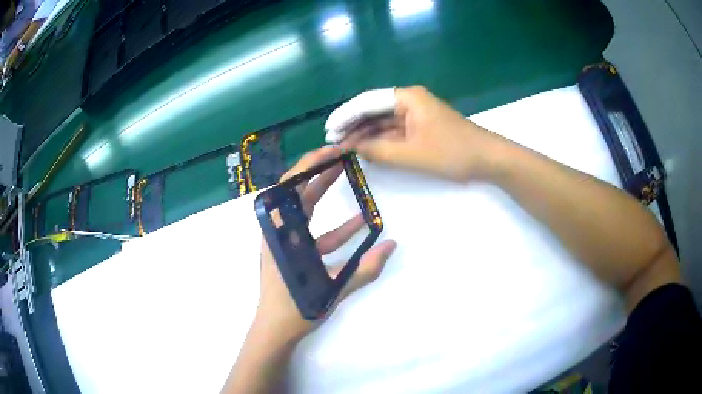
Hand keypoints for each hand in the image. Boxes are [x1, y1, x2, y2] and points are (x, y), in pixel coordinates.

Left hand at [251, 146, 396, 343]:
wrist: (275, 330)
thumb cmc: (297, 307)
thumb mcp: (333, 287)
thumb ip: (365, 268)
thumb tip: (392, 246)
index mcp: (282, 232)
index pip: (292, 187)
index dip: (311, 165)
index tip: (333, 152)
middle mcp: (280, 230)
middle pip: (296, 191)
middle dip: (318, 170)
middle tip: (342, 155)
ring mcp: (285, 240)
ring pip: (304, 208)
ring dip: (323, 192)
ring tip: (346, 175)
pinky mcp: (292, 251)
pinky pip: (313, 232)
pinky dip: (333, 226)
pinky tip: (358, 224)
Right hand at [343, 86, 500, 181]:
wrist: (487, 159)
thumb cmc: (452, 152)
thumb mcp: (411, 154)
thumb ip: (378, 151)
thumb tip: (352, 148)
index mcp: (406, 98)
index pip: (367, 102)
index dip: (345, 116)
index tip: (328, 130)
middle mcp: (408, 100)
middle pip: (373, 109)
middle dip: (353, 125)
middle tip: (333, 141)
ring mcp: (415, 113)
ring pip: (382, 121)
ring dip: (365, 134)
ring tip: (345, 147)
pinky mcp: (421, 126)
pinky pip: (394, 130)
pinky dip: (381, 139)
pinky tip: (367, 149)